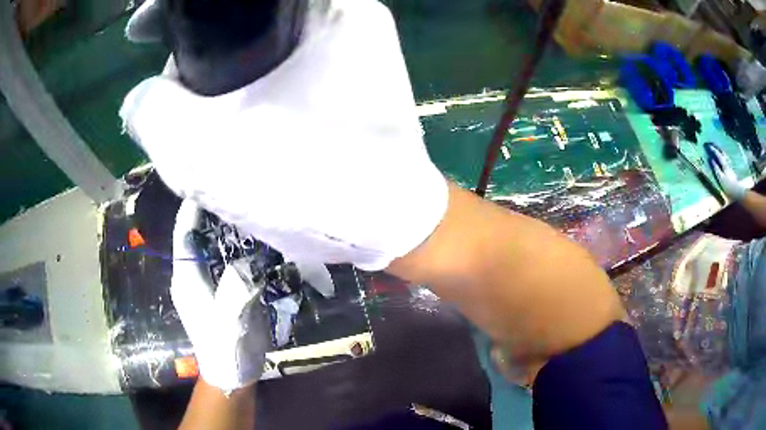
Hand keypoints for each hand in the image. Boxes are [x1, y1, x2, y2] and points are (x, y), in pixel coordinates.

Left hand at [172, 200, 270, 391]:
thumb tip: (248, 257)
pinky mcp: (218, 290)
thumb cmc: (226, 347)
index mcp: (186, 277)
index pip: (183, 232)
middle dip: (211, 212)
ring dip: (223, 228)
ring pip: (210, 246)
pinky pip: (223, 260)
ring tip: (245, 209)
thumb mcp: (231, 317)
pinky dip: (234, 246)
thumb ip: (237, 284)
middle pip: (196, 234)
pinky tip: (252, 239)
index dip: (193, 207)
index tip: (210, 183)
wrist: (231, 372)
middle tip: (235, 192)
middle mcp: (191, 274)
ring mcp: (204, 282)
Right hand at [705, 142, 745, 200]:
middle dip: (718, 149)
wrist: (737, 192)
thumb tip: (711, 160)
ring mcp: (730, 167)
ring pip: (725, 156)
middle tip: (714, 146)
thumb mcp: (721, 178)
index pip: (718, 155)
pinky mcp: (732, 171)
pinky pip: (727, 161)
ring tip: (719, 150)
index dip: (714, 150)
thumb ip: (716, 169)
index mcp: (724, 164)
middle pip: (722, 153)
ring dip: (722, 152)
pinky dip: (725, 158)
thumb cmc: (728, 186)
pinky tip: (724, 158)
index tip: (709, 146)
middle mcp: (727, 163)